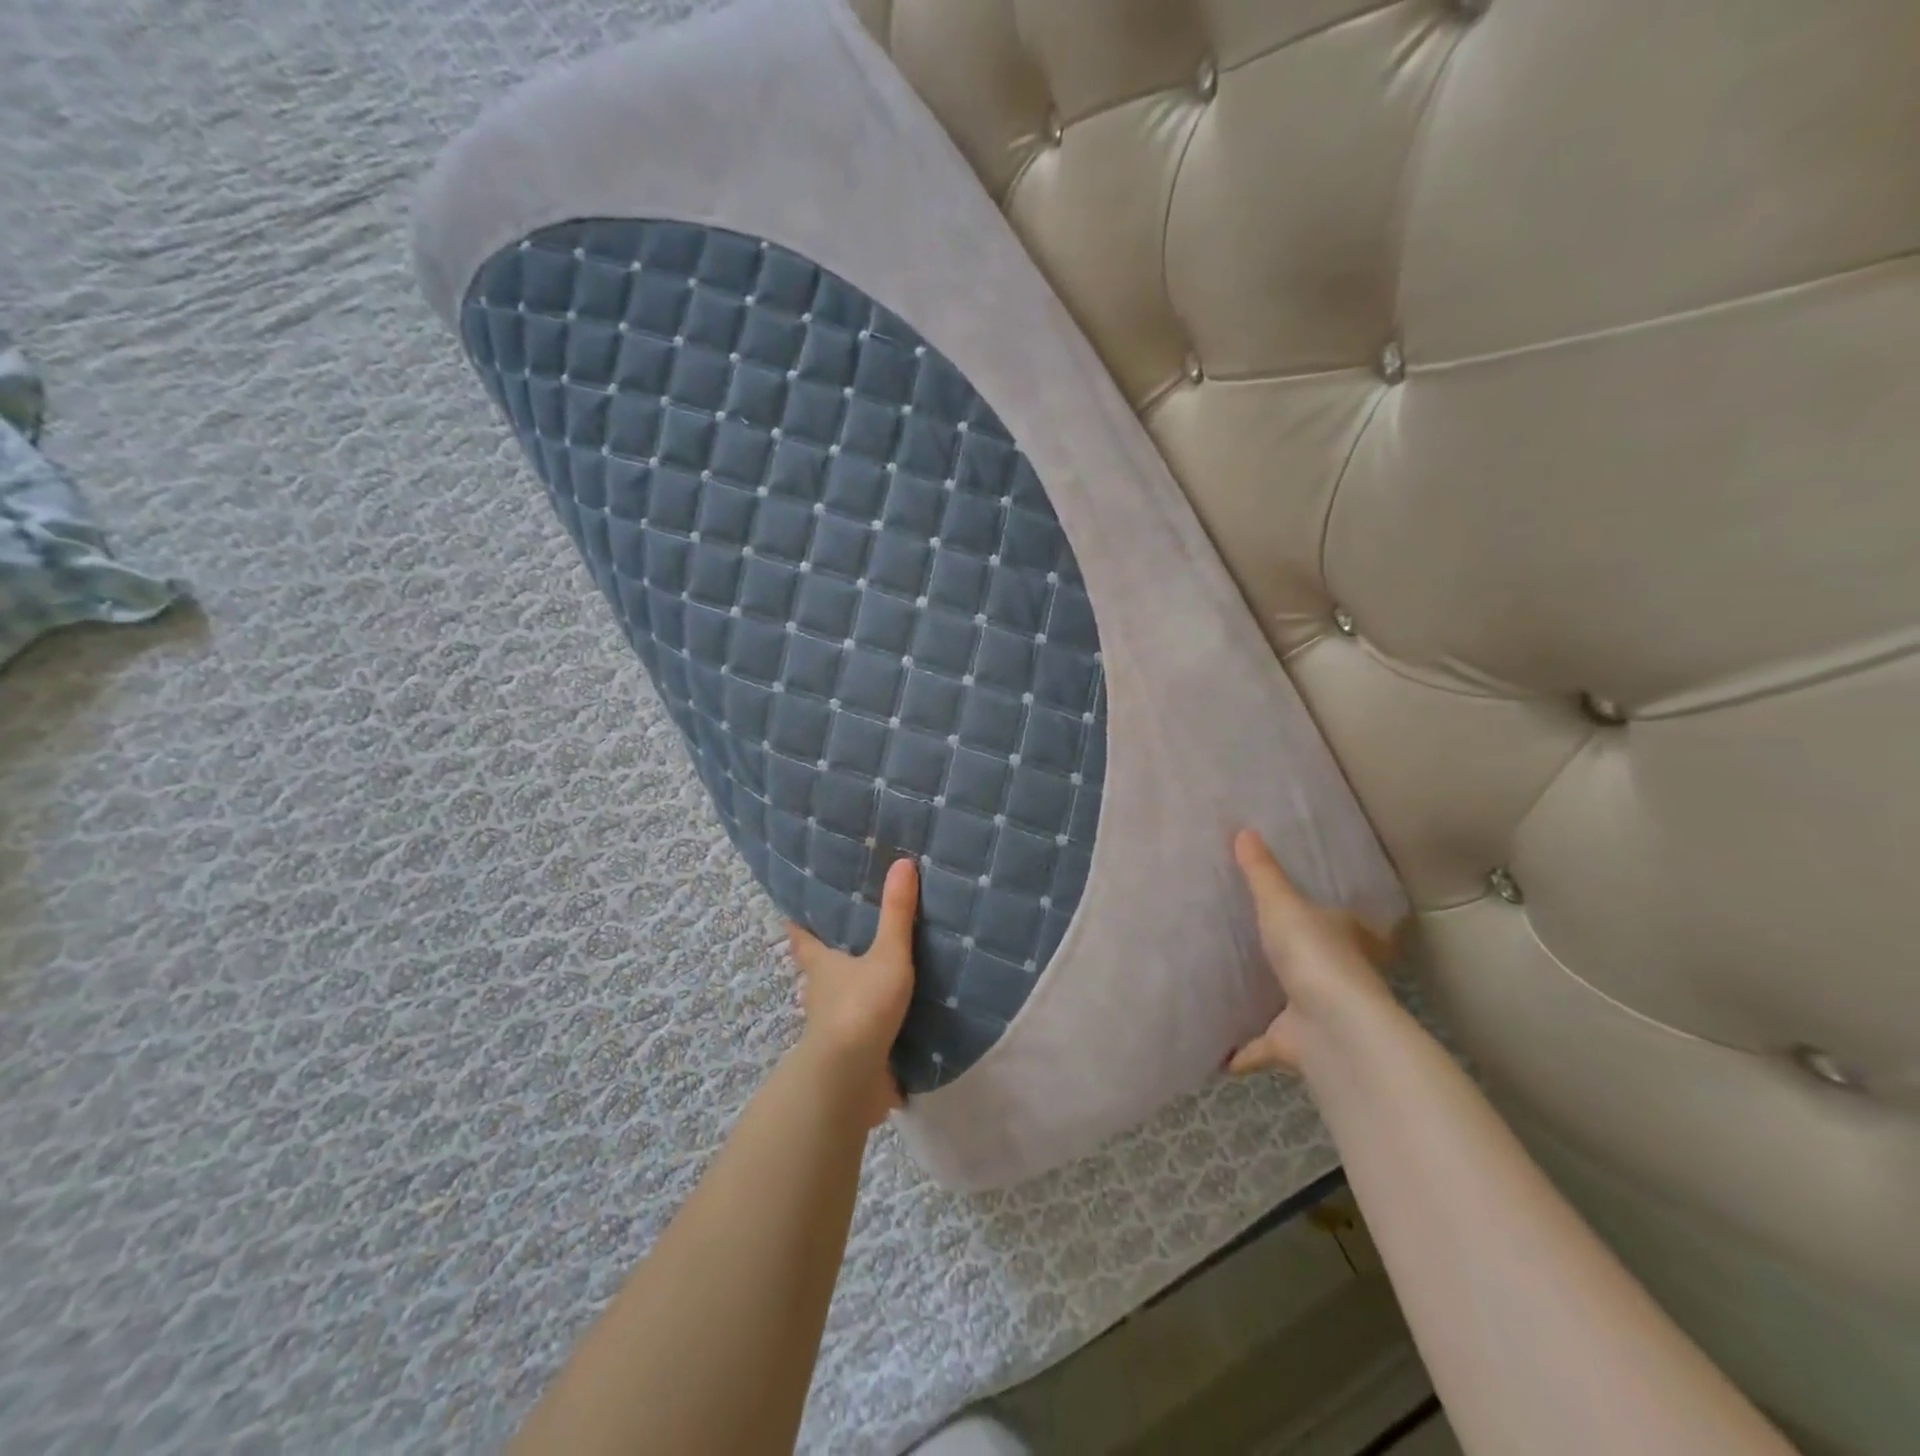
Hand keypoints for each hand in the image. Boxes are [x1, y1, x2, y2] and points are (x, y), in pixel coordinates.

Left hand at [786, 857, 918, 1127]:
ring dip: (855, 991)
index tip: (794, 909)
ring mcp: (834, 1028)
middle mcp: (821, 994)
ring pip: (841, 1001)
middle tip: (849, 935)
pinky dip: (876, 1024)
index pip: (802, 938)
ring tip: (880, 973)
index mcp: (822, 966)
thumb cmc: (860, 1007)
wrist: (849, 1080)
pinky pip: (865, 1032)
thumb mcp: (886, 955)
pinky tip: (898, 1019)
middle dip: (831, 956)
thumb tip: (902, 862)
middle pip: (821, 969)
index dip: (798, 923)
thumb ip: (897, 913)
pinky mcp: (852, 1055)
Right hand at [1226, 829, 1400, 1076]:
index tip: (1298, 911)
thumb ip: (1261, 873)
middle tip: (1253, 945)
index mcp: (1343, 935)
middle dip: (1290, 958)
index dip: (1324, 915)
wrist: (1332, 1026)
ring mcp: (1317, 1011)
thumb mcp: (1282, 903)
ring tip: (1227, 988)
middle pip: (1315, 961)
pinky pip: (1262, 1045)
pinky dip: (1241, 1051)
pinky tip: (1214, 1050)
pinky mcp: (1296, 1044)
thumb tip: (1243, 829)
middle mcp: (1336, 973)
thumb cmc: (1313, 954)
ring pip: (1290, 1002)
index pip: (1340, 920)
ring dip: (1266, 1002)